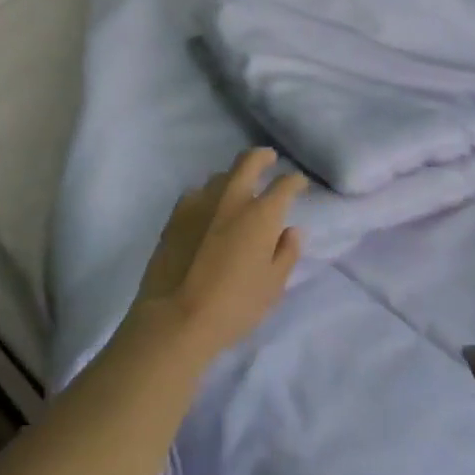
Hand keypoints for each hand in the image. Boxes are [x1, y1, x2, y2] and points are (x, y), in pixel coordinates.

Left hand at [130, 150, 307, 360]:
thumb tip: (291, 231)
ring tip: (237, 191)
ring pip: (220, 176)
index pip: (284, 185)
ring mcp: (199, 202)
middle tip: (269, 159)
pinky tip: (207, 211)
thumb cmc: (233, 306)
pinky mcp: (175, 214)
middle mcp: (231, 198)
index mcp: (261, 214)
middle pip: (248, 161)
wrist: (175, 317)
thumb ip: (286, 253)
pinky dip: (208, 197)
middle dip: (262, 156)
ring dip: (233, 178)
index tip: (299, 183)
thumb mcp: (272, 286)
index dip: (295, 181)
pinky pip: (196, 194)